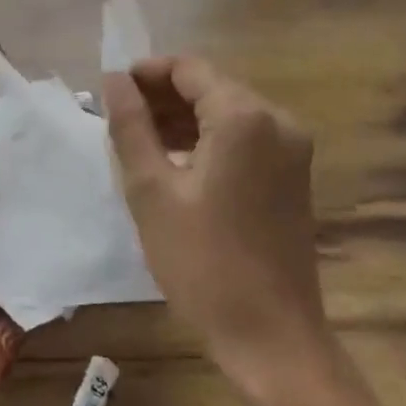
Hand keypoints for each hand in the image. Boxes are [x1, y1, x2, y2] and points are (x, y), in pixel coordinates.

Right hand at [104, 56, 331, 399]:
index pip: (189, 69)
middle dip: (163, 97)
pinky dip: (209, 141)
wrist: (271, 336)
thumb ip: (131, 127)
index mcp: (244, 117)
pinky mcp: (294, 175)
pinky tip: (176, 163)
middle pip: (211, 87)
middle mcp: (277, 121)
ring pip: (228, 113)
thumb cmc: (203, 263)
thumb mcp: (152, 191)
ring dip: (184, 120)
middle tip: (119, 120)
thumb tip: (114, 80)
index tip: (112, 91)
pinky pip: (245, 139)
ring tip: (140, 142)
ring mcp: (292, 149)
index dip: (147, 73)